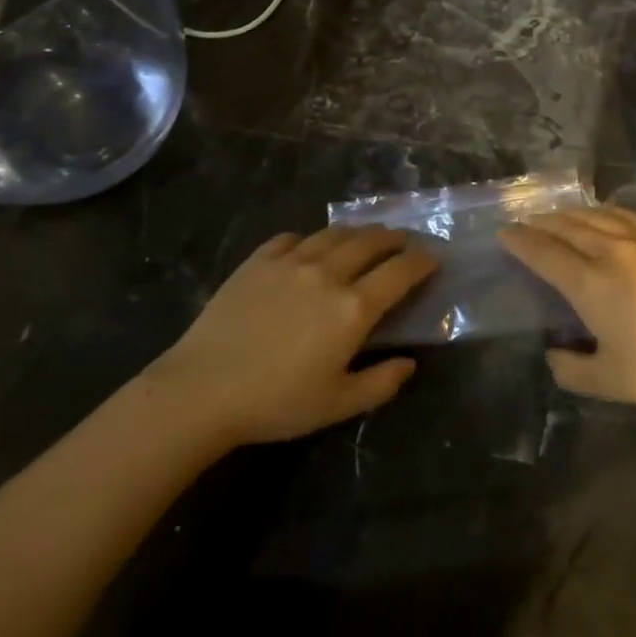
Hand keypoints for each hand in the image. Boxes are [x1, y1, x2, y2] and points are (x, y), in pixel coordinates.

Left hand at [153, 225, 435, 445]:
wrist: (202, 390)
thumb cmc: (276, 402)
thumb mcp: (338, 404)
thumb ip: (381, 383)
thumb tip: (410, 363)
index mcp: (353, 308)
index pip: (400, 272)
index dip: (422, 261)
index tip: (433, 257)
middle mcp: (328, 274)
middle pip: (370, 242)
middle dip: (394, 238)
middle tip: (403, 241)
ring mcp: (290, 262)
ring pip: (333, 234)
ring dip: (357, 232)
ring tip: (365, 236)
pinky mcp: (258, 261)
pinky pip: (292, 238)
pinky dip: (310, 239)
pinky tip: (309, 246)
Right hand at [501, 206, 635, 405]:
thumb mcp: (612, 383)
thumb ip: (572, 370)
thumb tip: (553, 353)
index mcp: (591, 283)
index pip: (544, 253)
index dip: (520, 241)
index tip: (504, 234)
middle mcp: (610, 250)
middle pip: (565, 227)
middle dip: (538, 223)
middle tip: (522, 222)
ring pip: (594, 215)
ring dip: (567, 213)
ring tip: (553, 216)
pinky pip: (624, 214)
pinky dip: (601, 211)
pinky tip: (600, 214)